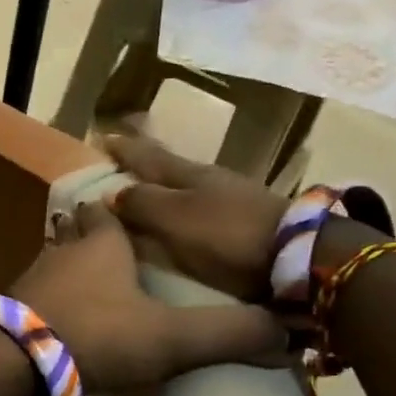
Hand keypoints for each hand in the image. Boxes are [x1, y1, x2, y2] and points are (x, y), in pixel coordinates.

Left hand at [9, 201, 285, 391]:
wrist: (14, 361)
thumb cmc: (98, 335)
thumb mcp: (173, 338)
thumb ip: (228, 334)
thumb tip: (290, 337)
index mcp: (102, 243)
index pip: (107, 211)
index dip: (115, 209)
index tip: (123, 209)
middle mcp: (62, 250)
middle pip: (74, 231)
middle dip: (88, 234)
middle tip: (104, 246)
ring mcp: (29, 279)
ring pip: (50, 261)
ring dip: (65, 267)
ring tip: (83, 282)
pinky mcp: (7, 309)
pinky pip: (30, 295)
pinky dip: (45, 300)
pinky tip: (54, 318)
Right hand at [101, 134, 286, 299]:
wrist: (294, 256)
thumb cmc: (224, 233)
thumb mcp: (174, 217)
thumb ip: (141, 203)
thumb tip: (109, 192)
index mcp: (187, 174)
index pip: (147, 157)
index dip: (124, 149)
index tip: (102, 139)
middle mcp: (207, 181)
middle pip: (167, 169)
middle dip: (142, 166)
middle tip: (118, 164)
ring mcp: (229, 201)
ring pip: (184, 189)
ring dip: (161, 189)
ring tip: (142, 195)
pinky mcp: (242, 224)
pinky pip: (197, 211)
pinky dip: (179, 211)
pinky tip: (176, 219)